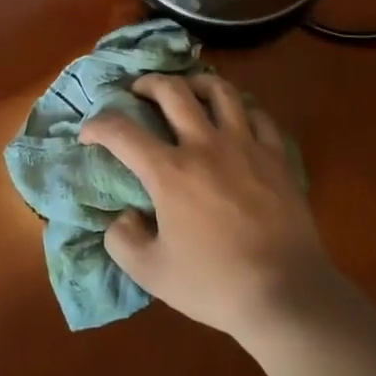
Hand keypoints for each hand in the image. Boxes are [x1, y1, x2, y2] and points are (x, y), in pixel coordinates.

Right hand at [80, 74, 341, 344]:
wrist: (285, 293)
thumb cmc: (216, 284)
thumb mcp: (153, 274)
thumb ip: (123, 241)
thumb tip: (123, 216)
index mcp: (170, 172)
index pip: (123, 132)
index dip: (99, 125)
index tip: (89, 131)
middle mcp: (205, 145)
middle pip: (173, 91)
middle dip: (148, 83)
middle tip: (139, 91)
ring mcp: (245, 145)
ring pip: (220, 90)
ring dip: (197, 83)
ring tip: (189, 89)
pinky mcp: (276, 155)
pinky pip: (258, 115)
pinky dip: (241, 110)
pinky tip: (236, 119)